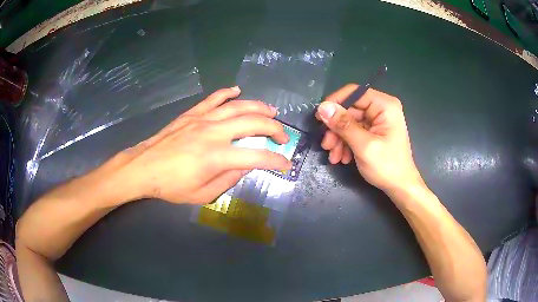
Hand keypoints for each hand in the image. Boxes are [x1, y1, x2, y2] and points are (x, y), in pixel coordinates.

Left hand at [118, 86, 291, 203]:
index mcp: (216, 157)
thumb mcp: (202, 194)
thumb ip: (228, 179)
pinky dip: (227, 93)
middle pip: (253, 123)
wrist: (143, 167)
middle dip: (274, 128)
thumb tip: (246, 166)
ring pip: (237, 106)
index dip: (276, 160)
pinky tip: (237, 90)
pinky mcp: (192, 114)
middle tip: (283, 136)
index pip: (256, 156)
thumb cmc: (171, 186)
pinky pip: (213, 98)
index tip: (286, 163)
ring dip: (258, 107)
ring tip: (272, 111)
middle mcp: (213, 133)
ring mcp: (202, 119)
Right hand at [316, 84, 422, 193]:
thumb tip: (322, 107)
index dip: (334, 102)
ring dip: (338, 139)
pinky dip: (345, 144)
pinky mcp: (373, 132)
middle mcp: (381, 108)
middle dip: (336, 128)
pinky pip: (354, 132)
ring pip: (349, 122)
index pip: (354, 92)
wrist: (400, 187)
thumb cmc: (387, 166)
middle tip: (326, 145)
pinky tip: (342, 158)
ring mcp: (377, 121)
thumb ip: (343, 125)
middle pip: (350, 110)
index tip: (319, 118)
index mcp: (384, 105)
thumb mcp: (363, 145)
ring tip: (333, 156)